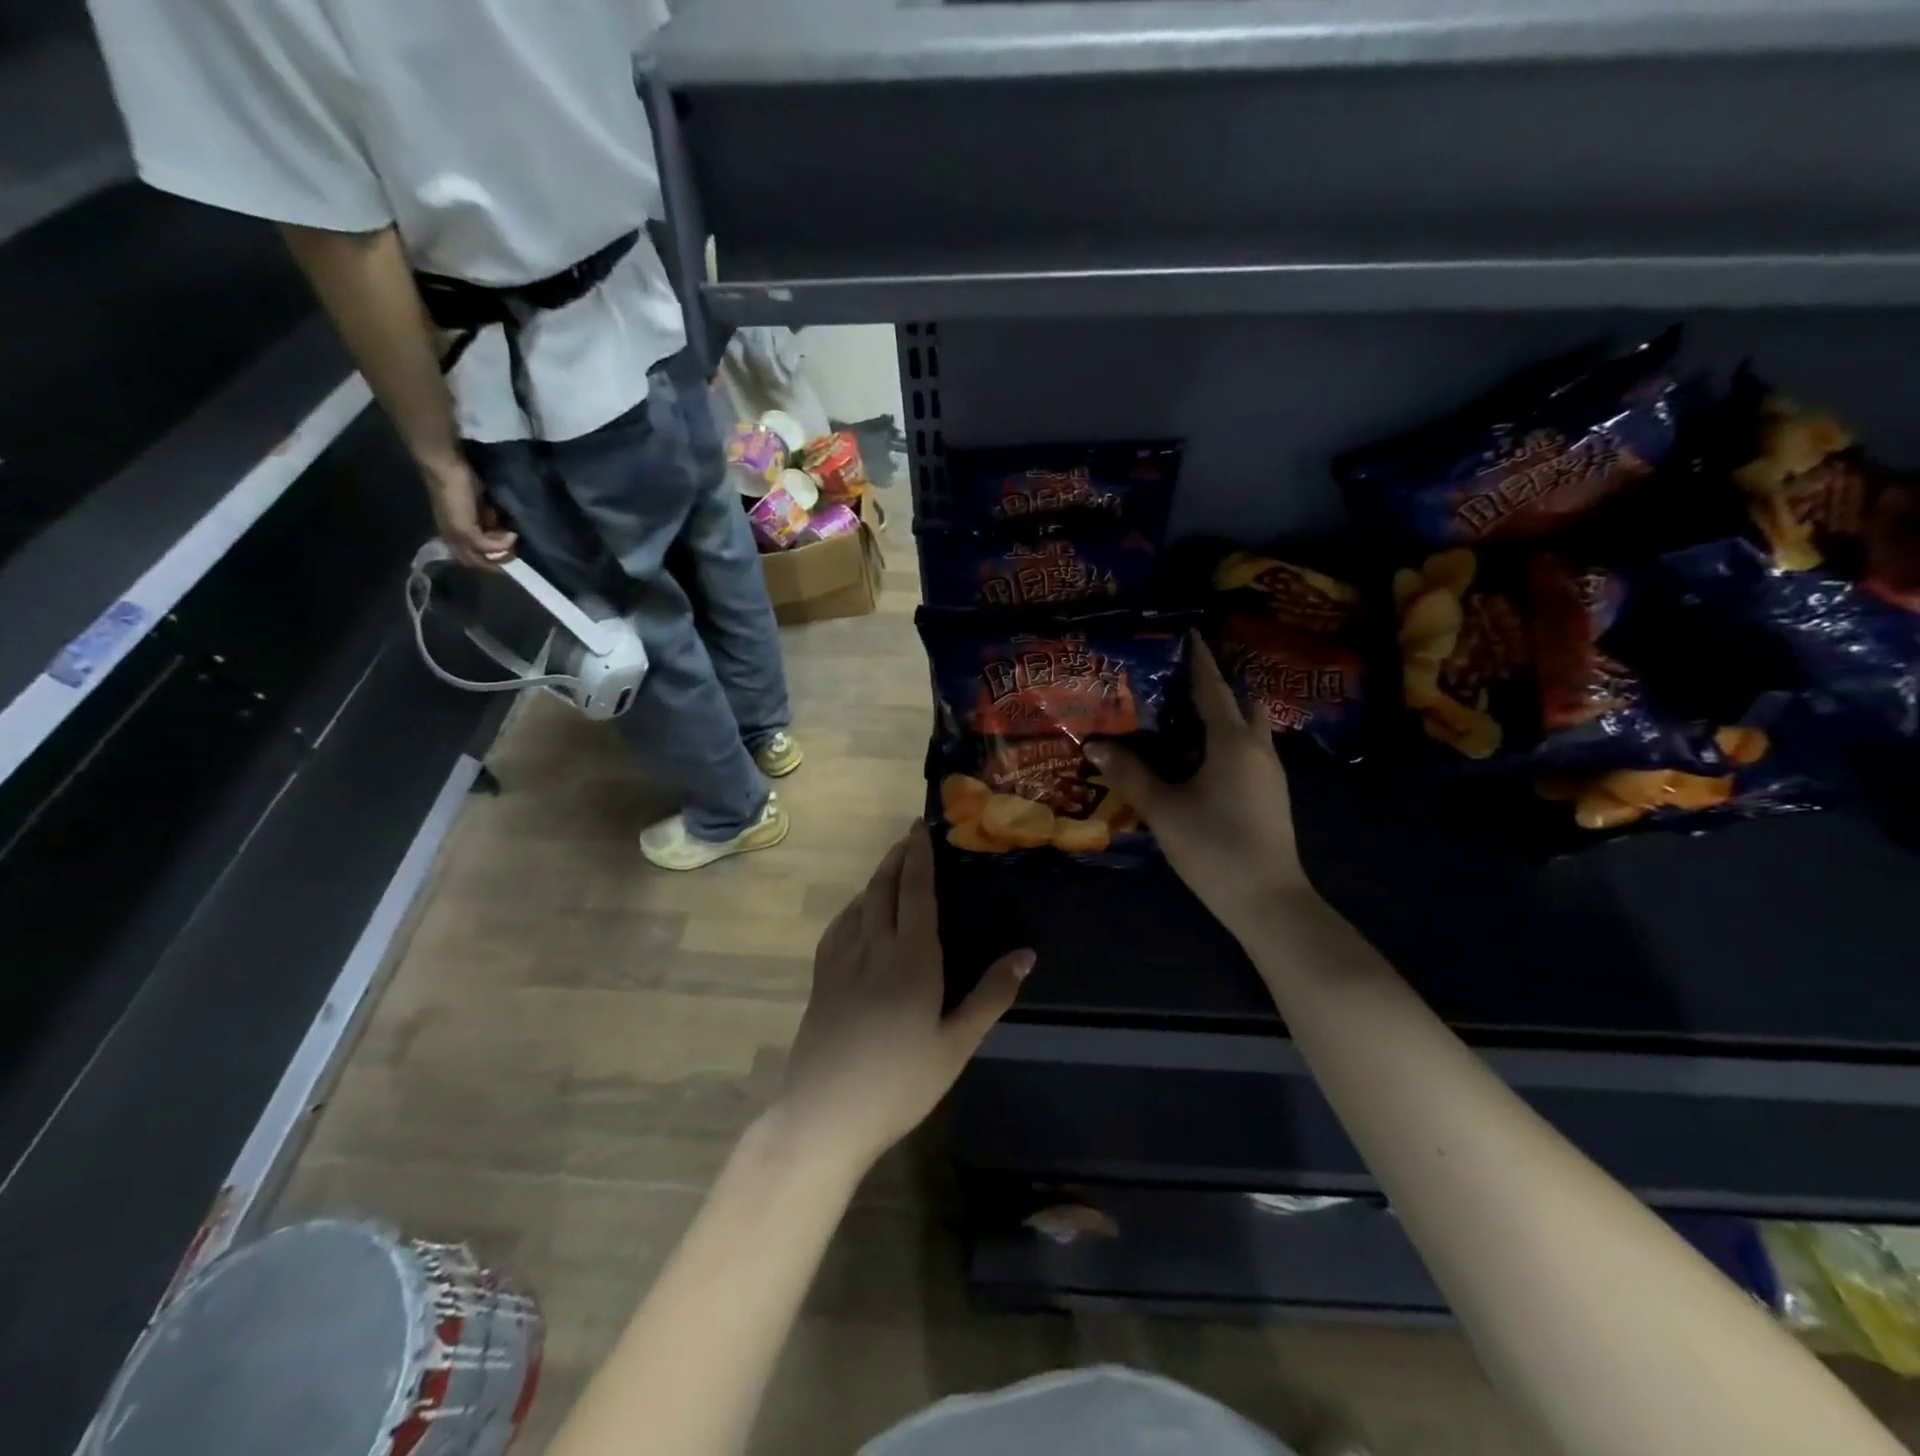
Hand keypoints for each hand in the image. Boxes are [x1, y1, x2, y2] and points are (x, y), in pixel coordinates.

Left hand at [424, 459, 516, 568]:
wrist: (447, 466)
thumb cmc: (462, 480)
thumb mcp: (480, 506)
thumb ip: (488, 521)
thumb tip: (505, 532)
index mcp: (454, 531)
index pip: (471, 555)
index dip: (491, 555)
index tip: (511, 547)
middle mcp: (451, 537)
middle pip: (474, 562)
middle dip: (497, 562)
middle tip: (516, 552)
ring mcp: (456, 535)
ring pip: (479, 559)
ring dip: (501, 554)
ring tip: (516, 543)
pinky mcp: (464, 531)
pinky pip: (487, 546)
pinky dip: (502, 544)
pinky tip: (513, 535)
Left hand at [776, 823, 1033, 1176]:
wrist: (825, 1115)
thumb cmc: (900, 1082)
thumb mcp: (956, 1044)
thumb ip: (991, 995)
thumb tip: (1026, 954)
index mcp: (911, 957)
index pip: (915, 891)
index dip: (918, 856)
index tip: (921, 828)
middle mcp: (873, 947)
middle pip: (883, 888)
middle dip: (896, 857)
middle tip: (909, 837)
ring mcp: (841, 961)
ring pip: (858, 904)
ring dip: (875, 878)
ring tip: (890, 867)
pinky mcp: (820, 979)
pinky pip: (838, 927)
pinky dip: (853, 907)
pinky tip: (857, 912)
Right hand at [1087, 634, 1308, 934]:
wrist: (1267, 899)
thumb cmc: (1214, 847)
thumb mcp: (1164, 809)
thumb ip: (1130, 774)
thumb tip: (1095, 744)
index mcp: (1232, 742)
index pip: (1213, 688)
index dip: (1200, 660)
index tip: (1190, 633)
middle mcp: (1257, 748)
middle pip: (1240, 703)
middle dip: (1215, 686)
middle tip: (1179, 681)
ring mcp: (1269, 772)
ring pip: (1248, 728)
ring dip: (1223, 715)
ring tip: (1183, 716)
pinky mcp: (1271, 793)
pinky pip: (1249, 750)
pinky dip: (1227, 740)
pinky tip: (1199, 757)